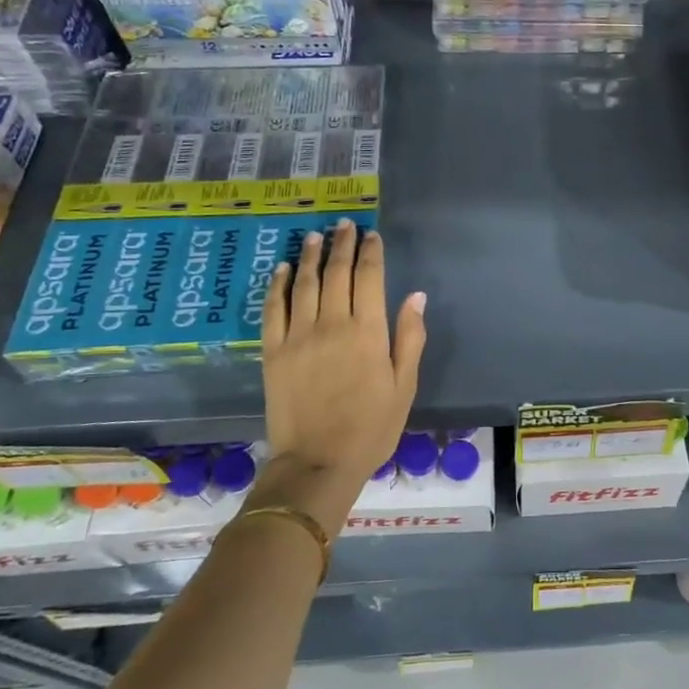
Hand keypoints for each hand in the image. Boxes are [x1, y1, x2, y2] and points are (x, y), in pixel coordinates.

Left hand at [255, 220, 427, 530]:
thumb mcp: (404, 386)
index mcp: (369, 332)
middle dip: (342, 244)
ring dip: (310, 256)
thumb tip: (416, 296)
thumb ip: (410, 338)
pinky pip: (273, 309)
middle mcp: (333, 324)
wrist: (317, 463)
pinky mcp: (273, 352)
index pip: (370, 278)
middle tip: (344, 225)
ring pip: (305, 283)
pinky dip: (278, 285)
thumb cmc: (370, 428)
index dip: (371, 252)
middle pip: (336, 272)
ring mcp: (299, 336)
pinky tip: (282, 269)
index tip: (371, 235)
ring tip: (315, 236)